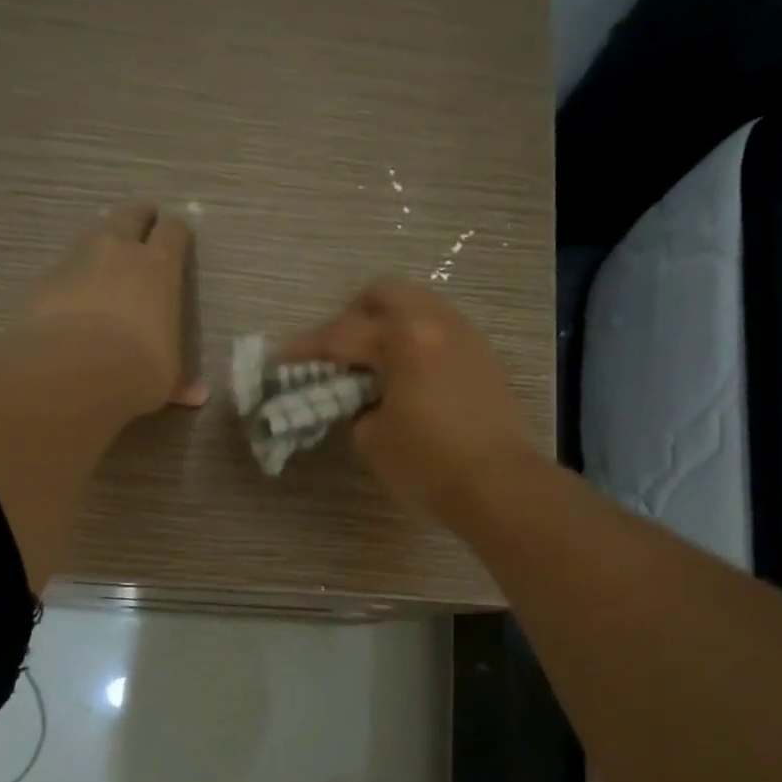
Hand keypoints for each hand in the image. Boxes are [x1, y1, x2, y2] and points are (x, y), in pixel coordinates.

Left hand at [24, 201, 207, 413]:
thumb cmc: (138, 369)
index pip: (174, 232)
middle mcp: (120, 251)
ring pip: (94, 233)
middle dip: (139, 218)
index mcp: (160, 268)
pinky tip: (74, 297)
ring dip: (103, 243)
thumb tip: (198, 395)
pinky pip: (65, 266)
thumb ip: (180, 380)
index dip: (177, 235)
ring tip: (105, 262)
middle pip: (131, 214)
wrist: (74, 370)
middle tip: (142, 228)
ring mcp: (79, 258)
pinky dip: (73, 275)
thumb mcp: (166, 378)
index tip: (178, 241)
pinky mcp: (47, 277)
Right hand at [283, 279, 534, 520]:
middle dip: (351, 318)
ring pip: (417, 307)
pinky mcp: (484, 357)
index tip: (280, 355)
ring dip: (387, 327)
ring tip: (373, 365)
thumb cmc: (429, 464)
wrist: (501, 486)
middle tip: (337, 354)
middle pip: (384, 295)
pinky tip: (408, 377)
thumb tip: (364, 401)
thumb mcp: (373, 440)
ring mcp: (466, 336)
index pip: (341, 334)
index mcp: (404, 337)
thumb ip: (357, 409)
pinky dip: (415, 342)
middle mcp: (437, 322)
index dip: (306, 347)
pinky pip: (440, 330)